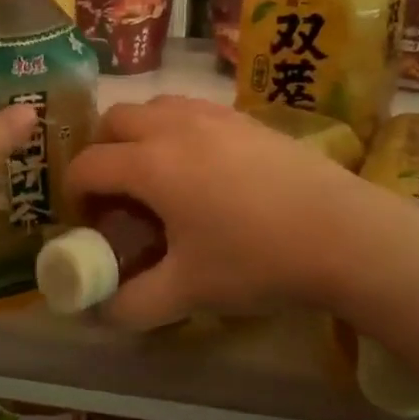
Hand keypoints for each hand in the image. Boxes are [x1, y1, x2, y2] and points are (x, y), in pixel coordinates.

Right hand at [64, 97, 370, 329]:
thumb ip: (134, 303)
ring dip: (140, 133)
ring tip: (160, 175)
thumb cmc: (255, 259)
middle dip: (103, 151)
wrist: (342, 232)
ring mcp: (214, 115)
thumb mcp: (188, 291)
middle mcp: (174, 127)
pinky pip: (193, 110)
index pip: (88, 164)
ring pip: (156, 106)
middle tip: (118, 193)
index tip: (87, 220)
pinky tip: (205, 168)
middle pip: (115, 119)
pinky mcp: (246, 117)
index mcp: (150, 164)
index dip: (76, 192)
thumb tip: (104, 313)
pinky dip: (178, 129)